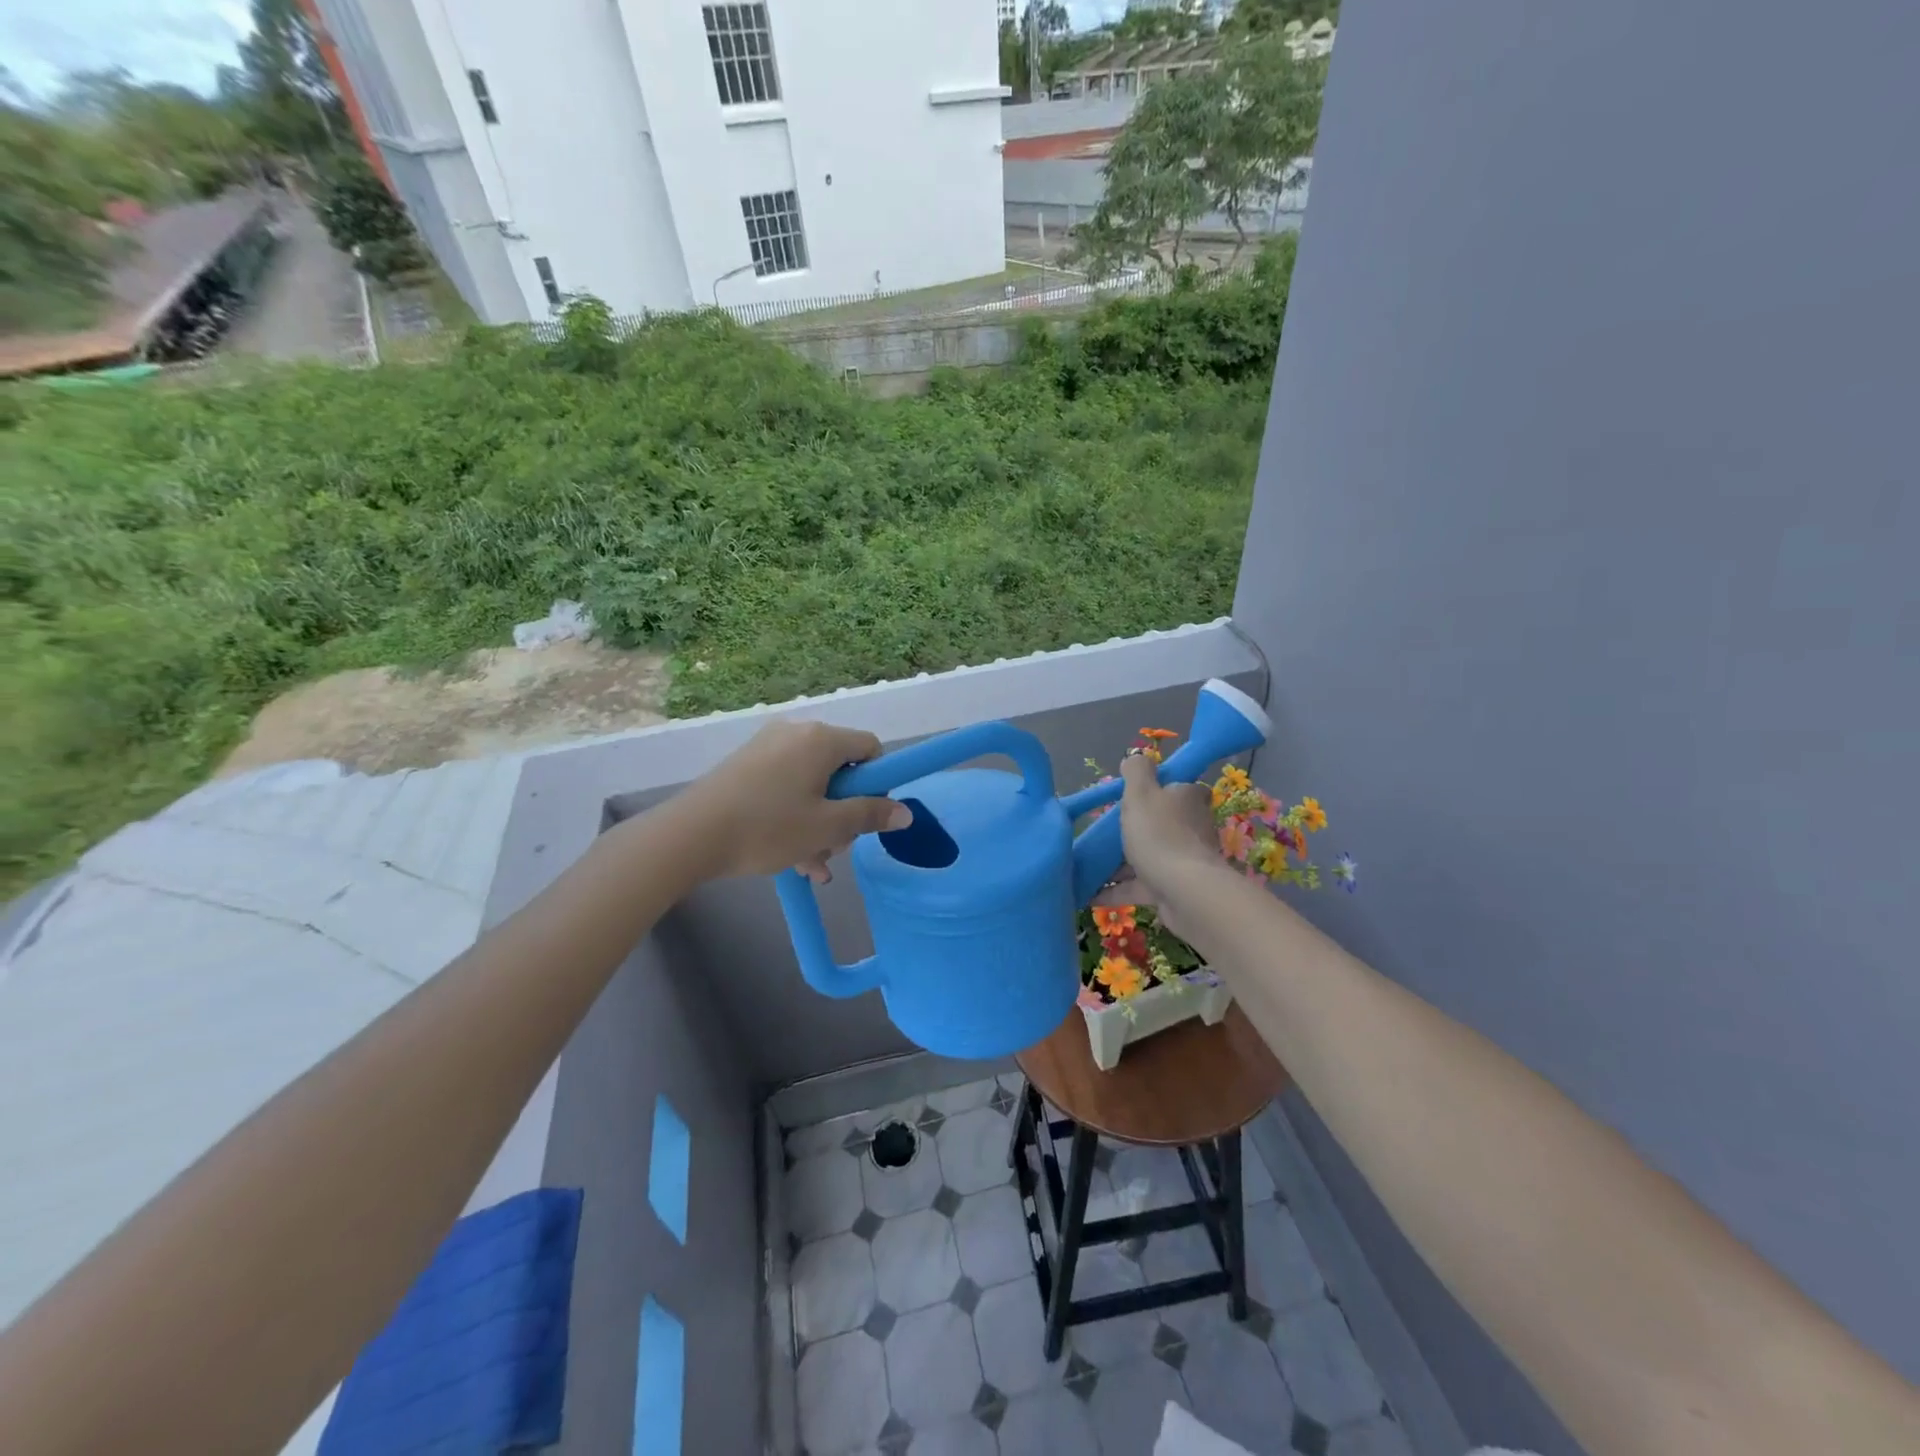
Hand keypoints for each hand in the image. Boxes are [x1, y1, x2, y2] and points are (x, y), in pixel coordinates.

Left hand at [680, 719, 911, 881]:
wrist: (690, 836)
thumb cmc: (768, 828)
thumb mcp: (827, 827)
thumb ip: (870, 816)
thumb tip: (906, 812)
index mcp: (821, 740)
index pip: (870, 748)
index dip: (877, 783)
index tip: (867, 816)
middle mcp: (796, 733)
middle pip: (840, 770)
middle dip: (844, 811)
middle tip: (834, 847)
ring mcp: (767, 748)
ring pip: (811, 785)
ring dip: (820, 824)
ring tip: (813, 865)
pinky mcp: (745, 766)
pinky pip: (785, 788)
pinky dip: (794, 817)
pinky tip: (794, 861)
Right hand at [1093, 751, 1226, 938]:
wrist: (1183, 891)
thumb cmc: (1158, 833)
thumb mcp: (1140, 793)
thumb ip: (1136, 771)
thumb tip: (1136, 756)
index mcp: (1187, 799)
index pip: (1181, 788)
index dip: (1161, 789)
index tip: (1135, 797)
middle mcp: (1191, 828)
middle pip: (1162, 823)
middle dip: (1135, 829)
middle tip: (1103, 832)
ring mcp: (1183, 861)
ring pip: (1149, 856)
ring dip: (1121, 863)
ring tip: (1089, 865)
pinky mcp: (1173, 889)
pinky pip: (1140, 886)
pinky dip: (1117, 889)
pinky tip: (1090, 894)